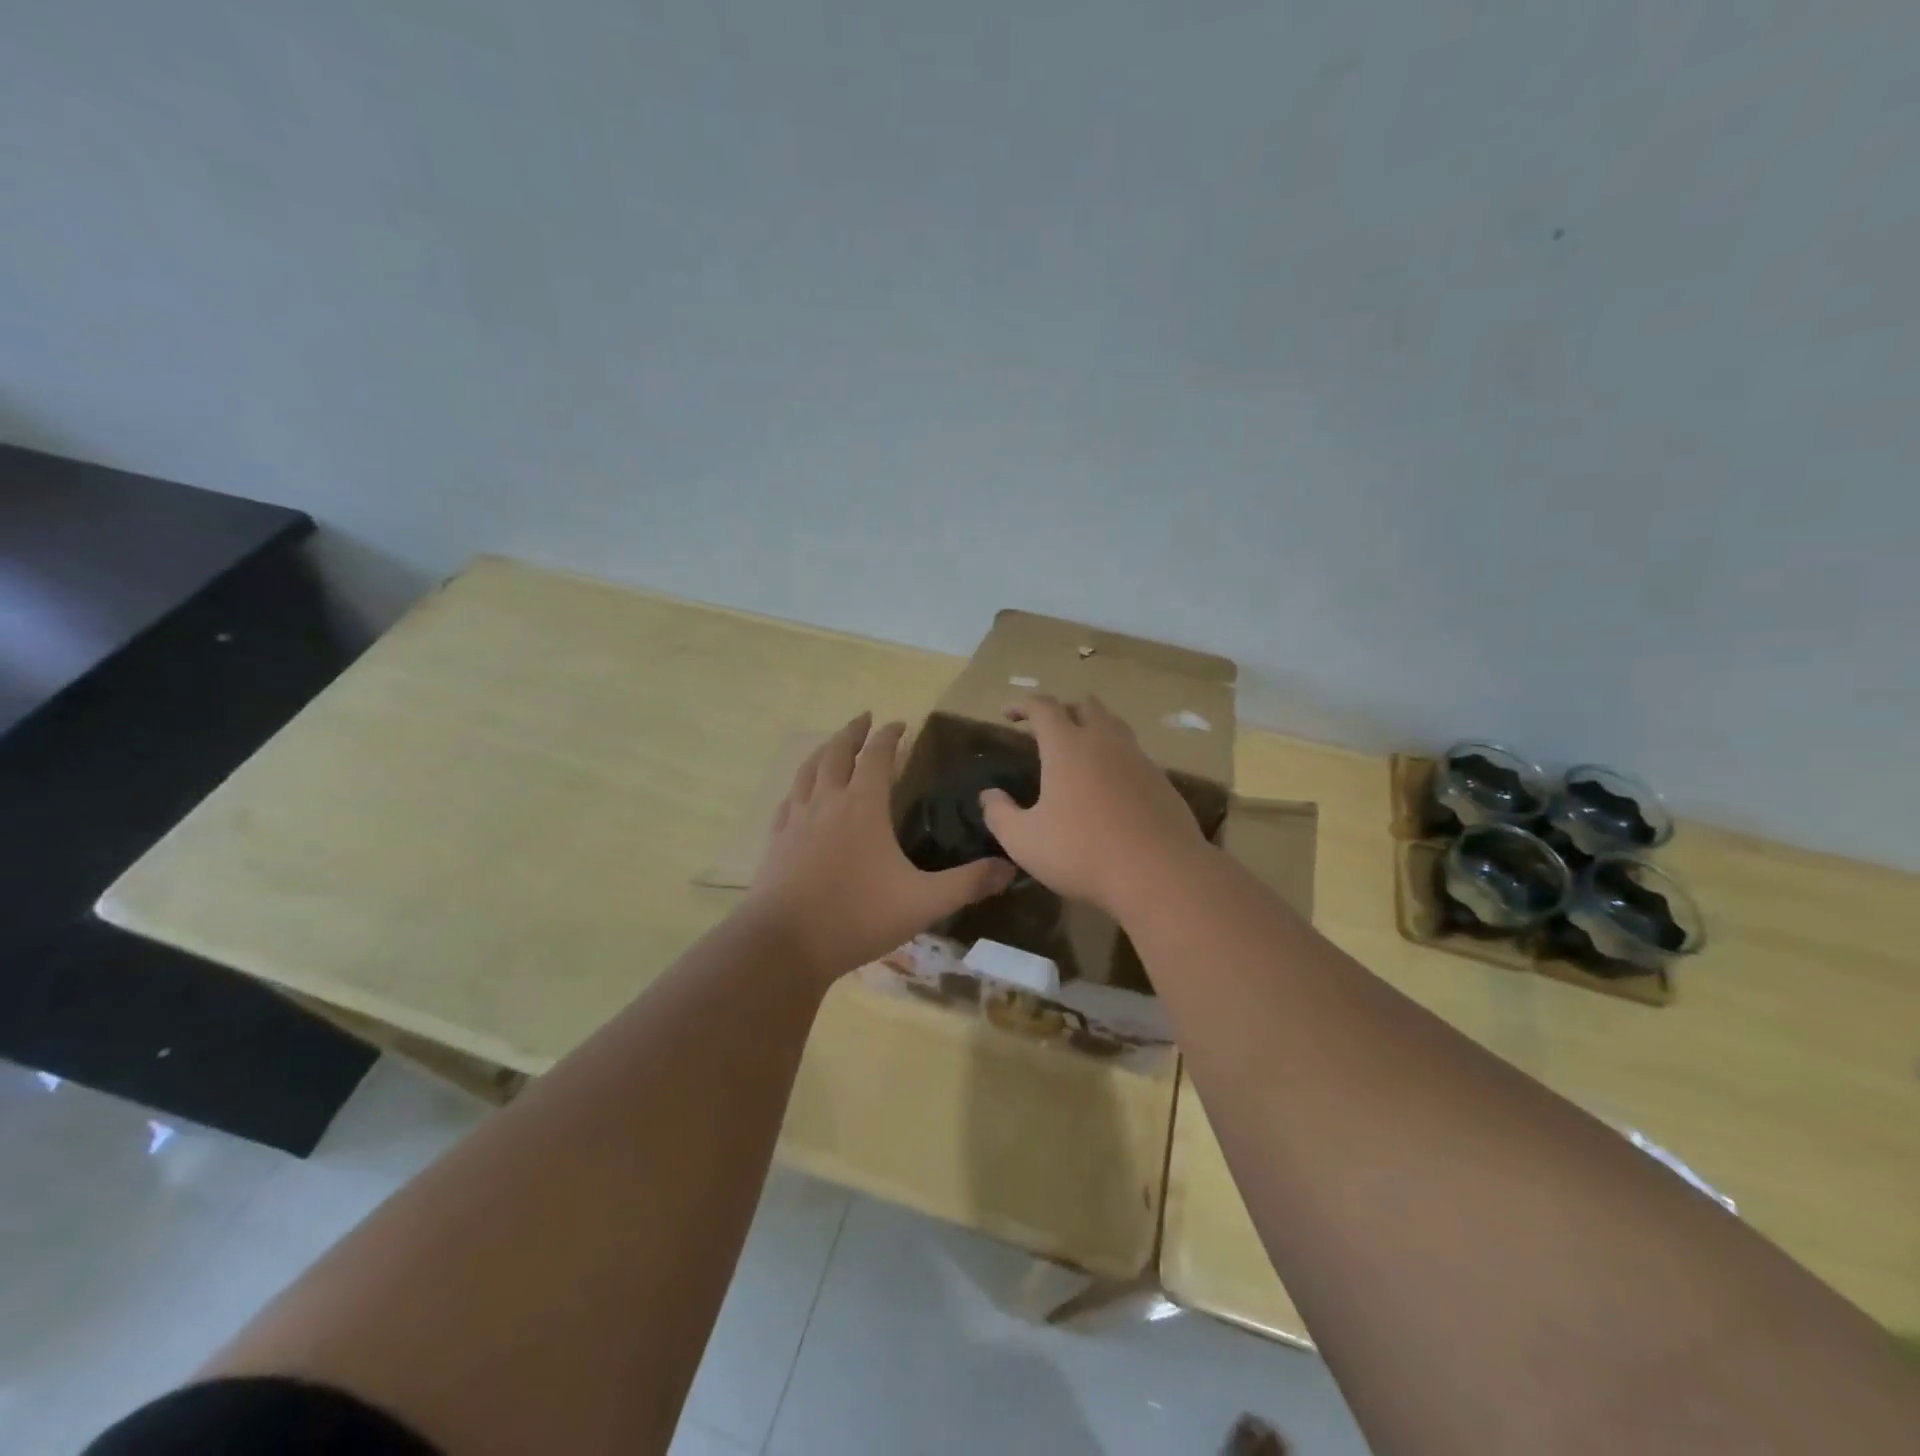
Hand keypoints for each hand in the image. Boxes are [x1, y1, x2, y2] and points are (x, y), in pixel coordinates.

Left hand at [746, 712, 1015, 982]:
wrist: (784, 945)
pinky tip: (799, 796)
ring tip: (831, 744)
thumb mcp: (923, 902)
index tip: (900, 723)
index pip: (877, 756)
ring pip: (807, 772)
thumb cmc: (857, 916)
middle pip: (837, 753)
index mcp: (863, 806)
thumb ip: (968, 883)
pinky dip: (798, 788)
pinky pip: (787, 802)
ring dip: (823, 751)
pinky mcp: (775, 842)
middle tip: (865, 718)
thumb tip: (1010, 868)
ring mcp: (796, 821)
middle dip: (853, 732)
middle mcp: (827, 803)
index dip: (889, 736)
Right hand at [979, 694, 1208, 915]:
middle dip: (1062, 710)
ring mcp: (1138, 759)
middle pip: (1085, 706)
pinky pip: (1133, 756)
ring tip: (1079, 751)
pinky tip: (1109, 786)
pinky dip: (1115, 759)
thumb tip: (989, 796)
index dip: (1022, 705)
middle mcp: (1105, 742)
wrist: (1160, 873)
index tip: (1008, 714)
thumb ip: (1000, 814)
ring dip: (1093, 729)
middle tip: (1047, 730)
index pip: (1043, 708)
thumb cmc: (1082, 852)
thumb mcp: (1024, 841)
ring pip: (1114, 727)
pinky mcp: (1161, 782)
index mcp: (1067, 746)